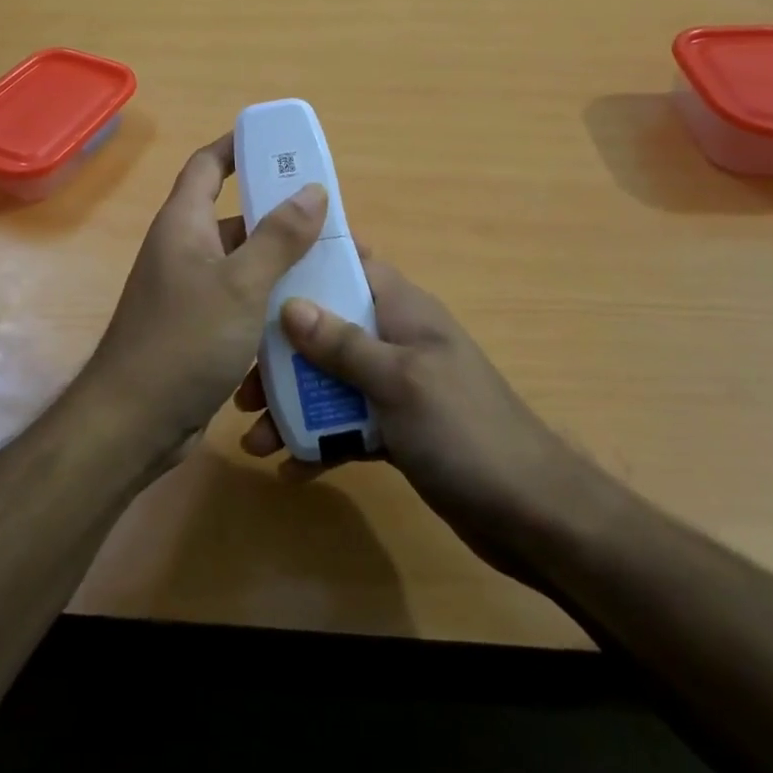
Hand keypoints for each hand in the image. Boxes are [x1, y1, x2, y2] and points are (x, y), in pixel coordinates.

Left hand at [83, 133, 327, 462]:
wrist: (134, 422)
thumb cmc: (184, 340)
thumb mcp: (241, 284)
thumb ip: (279, 237)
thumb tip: (312, 189)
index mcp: (184, 224)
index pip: (207, 165)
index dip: (238, 145)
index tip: (279, 141)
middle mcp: (184, 250)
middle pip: (235, 216)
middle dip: (280, 214)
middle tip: (330, 217)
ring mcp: (190, 292)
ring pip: (244, 264)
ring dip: (281, 263)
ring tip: (332, 265)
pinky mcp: (200, 329)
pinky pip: (242, 301)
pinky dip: (270, 301)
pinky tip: (307, 314)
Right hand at [235, 252, 584, 580]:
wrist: (530, 513)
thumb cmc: (463, 430)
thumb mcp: (398, 381)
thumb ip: (343, 344)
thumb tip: (289, 304)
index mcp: (403, 310)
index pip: (351, 263)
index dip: (307, 259)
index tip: (257, 265)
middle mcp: (396, 340)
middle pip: (327, 328)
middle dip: (282, 353)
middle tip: (242, 385)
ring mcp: (397, 387)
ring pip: (331, 382)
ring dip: (293, 405)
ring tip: (254, 439)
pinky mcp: (398, 431)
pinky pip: (347, 426)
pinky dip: (320, 442)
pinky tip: (291, 470)